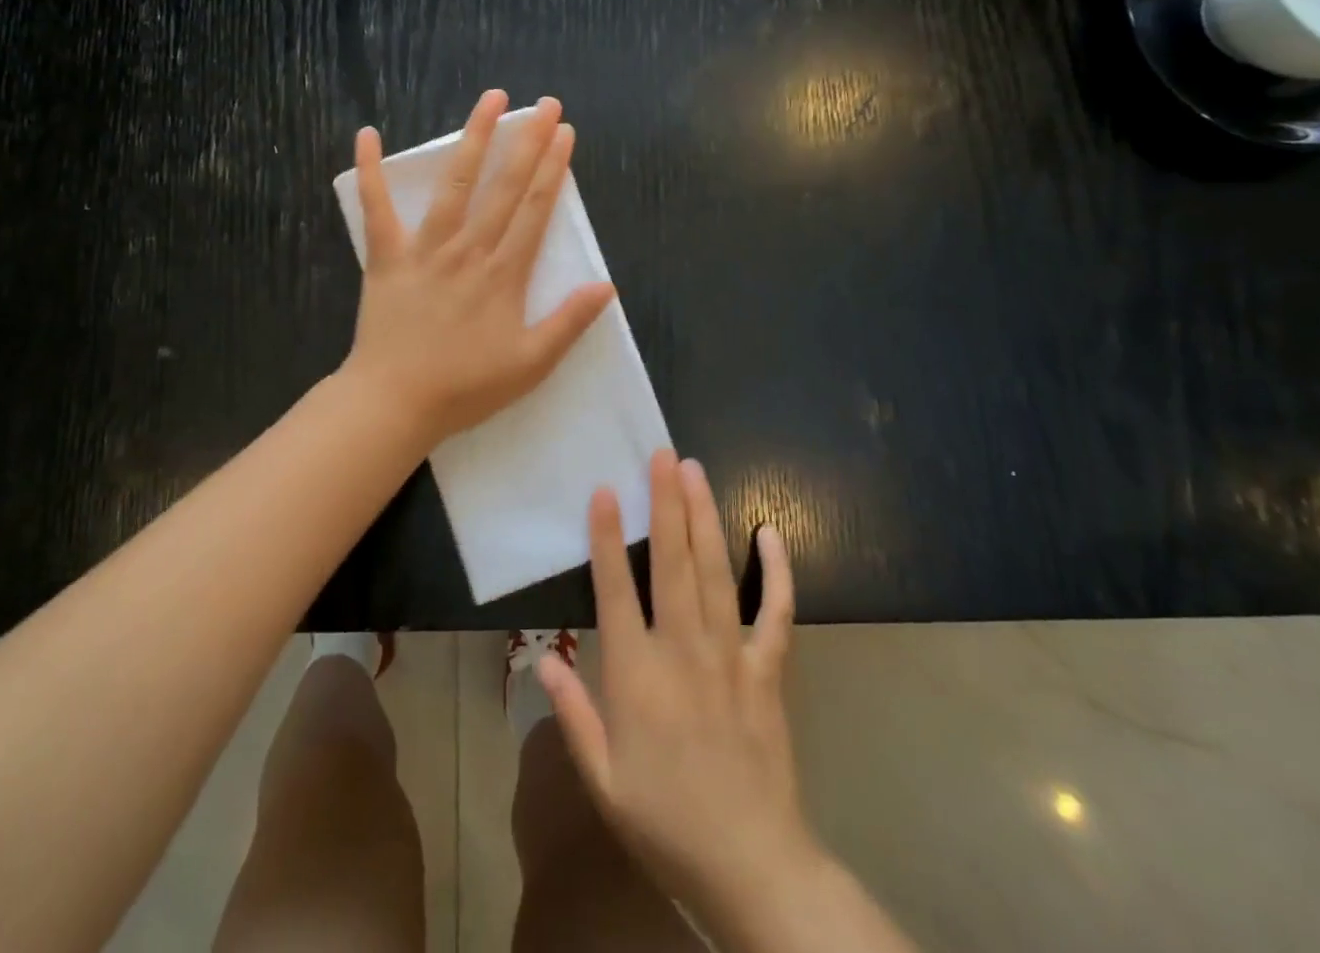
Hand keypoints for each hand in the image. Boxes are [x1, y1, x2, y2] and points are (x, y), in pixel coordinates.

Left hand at [342, 90, 615, 449]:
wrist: (395, 402)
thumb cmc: (466, 387)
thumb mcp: (531, 364)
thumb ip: (569, 323)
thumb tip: (606, 286)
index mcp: (504, 273)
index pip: (535, 209)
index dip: (553, 168)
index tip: (565, 133)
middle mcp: (469, 249)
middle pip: (504, 187)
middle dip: (528, 141)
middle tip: (545, 104)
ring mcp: (425, 249)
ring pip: (454, 184)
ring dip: (473, 139)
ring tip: (490, 100)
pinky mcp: (387, 257)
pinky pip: (376, 208)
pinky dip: (369, 171)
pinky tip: (367, 134)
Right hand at [539, 449, 815, 935]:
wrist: (751, 865)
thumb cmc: (666, 820)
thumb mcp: (602, 778)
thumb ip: (572, 713)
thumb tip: (542, 658)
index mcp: (637, 675)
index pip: (616, 590)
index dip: (608, 537)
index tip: (605, 490)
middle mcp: (683, 651)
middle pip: (672, 564)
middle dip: (666, 504)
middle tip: (663, 455)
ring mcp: (731, 655)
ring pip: (716, 573)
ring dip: (705, 518)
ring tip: (696, 472)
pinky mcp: (768, 669)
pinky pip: (776, 612)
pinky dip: (777, 572)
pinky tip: (770, 533)